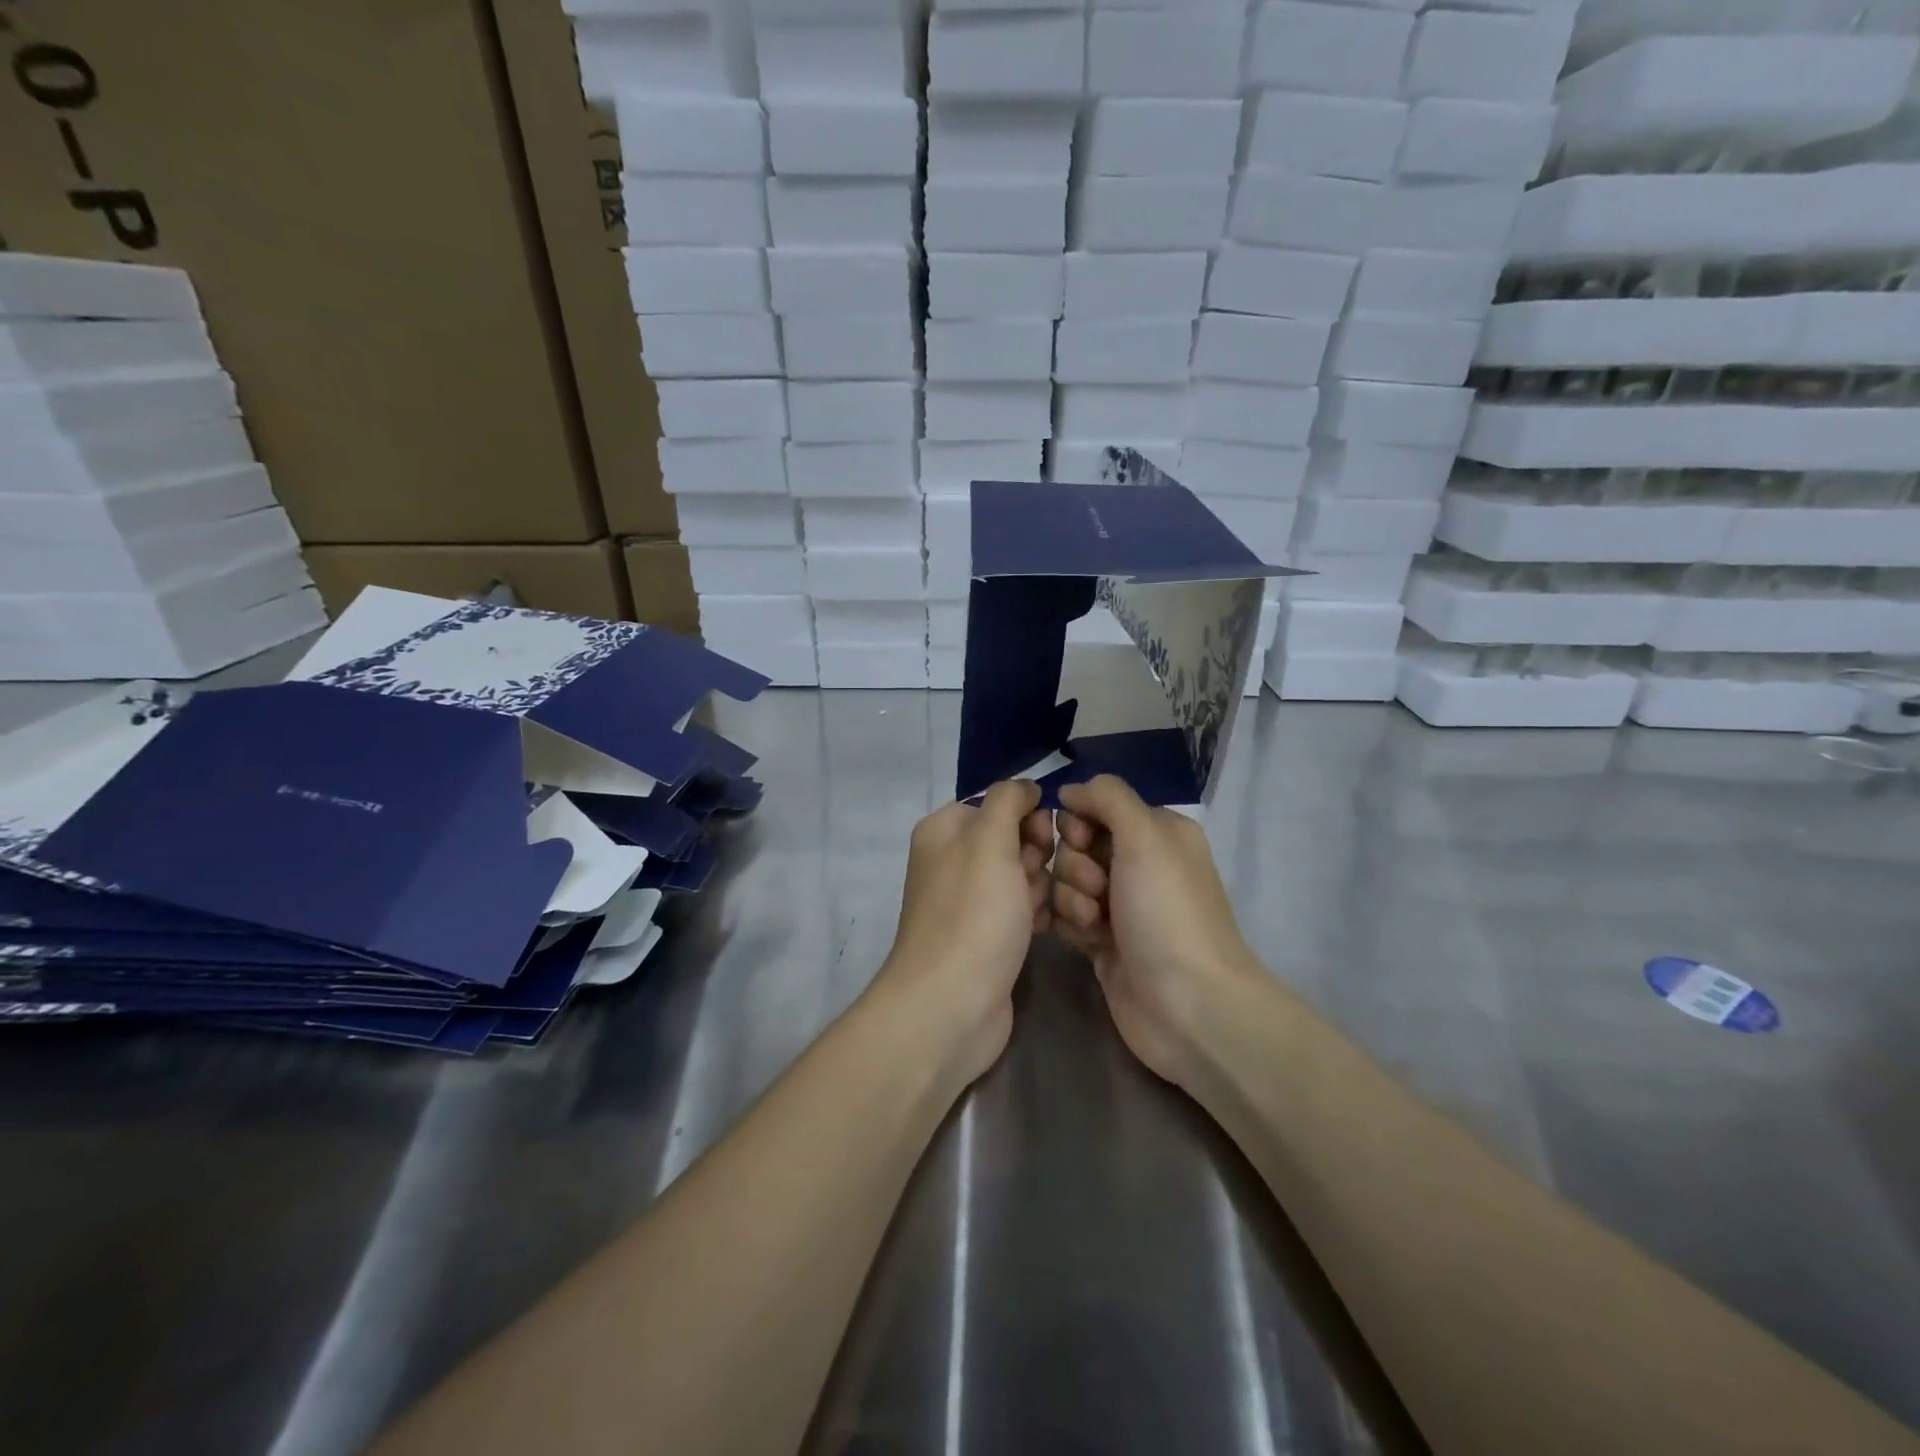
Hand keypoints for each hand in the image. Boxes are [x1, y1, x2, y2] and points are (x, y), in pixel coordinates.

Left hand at [870, 780, 1053, 1085]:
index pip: (997, 803)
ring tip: (1035, 912)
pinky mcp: (987, 935)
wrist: (952, 1003)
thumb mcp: (989, 841)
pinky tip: (1042, 930)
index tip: (1040, 839)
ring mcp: (969, 901)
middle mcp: (952, 860)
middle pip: (1013, 838)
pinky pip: (1021, 909)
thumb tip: (1025, 787)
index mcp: (944, 830)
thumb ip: (1008, 800)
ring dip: (1040, 888)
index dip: (1026, 817)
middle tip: (1033, 883)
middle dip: (1035, 856)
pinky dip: (1035, 915)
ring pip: (1022, 875)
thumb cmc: (973, 914)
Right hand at [1051, 775, 1263, 1089]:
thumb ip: (1107, 798)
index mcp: (1157, 832)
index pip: (1096, 806)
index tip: (1083, 841)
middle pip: (1076, 843)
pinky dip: (1068, 923)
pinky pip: (1065, 915)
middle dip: (1076, 865)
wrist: (1187, 1006)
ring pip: (1066, 880)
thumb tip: (1070, 790)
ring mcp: (1120, 905)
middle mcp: (1139, 864)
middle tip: (1098, 891)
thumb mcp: (1145, 837)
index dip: (1079, 822)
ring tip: (1096, 924)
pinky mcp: (1102, 941)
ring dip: (1072, 898)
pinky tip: (1084, 940)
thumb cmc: (1167, 913)